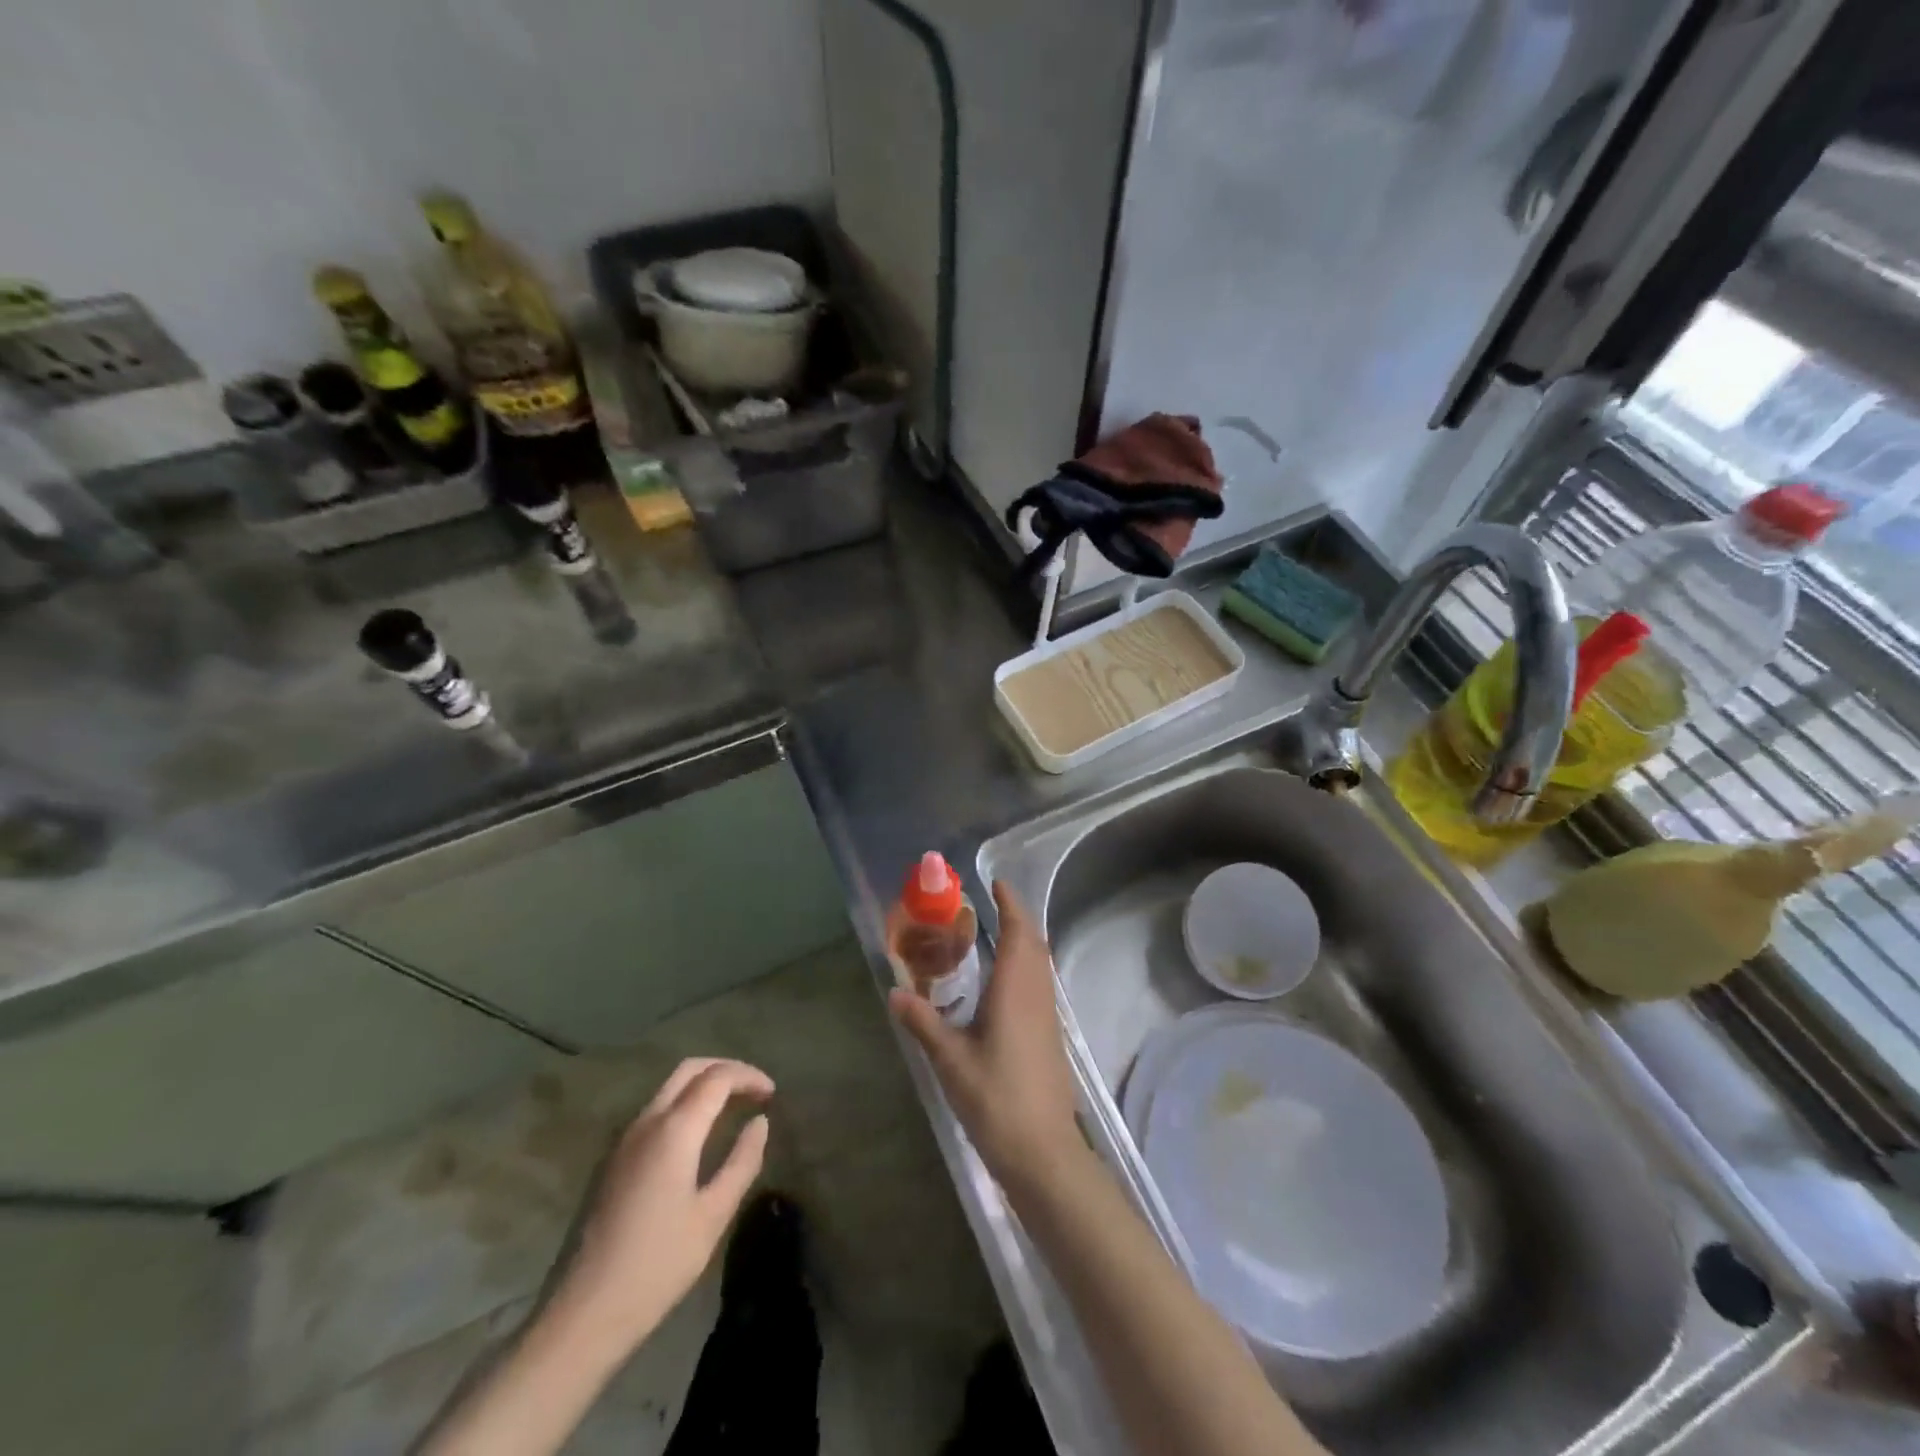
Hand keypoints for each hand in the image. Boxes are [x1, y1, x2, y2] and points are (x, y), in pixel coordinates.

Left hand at [554, 1058, 772, 1349]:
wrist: (580, 1315)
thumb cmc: (656, 1266)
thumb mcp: (713, 1216)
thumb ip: (742, 1162)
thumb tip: (760, 1122)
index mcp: (674, 1130)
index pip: (717, 1078)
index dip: (749, 1076)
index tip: (772, 1093)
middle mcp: (646, 1122)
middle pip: (689, 1070)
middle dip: (725, 1070)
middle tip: (753, 1090)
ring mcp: (622, 1140)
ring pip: (668, 1088)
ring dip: (702, 1085)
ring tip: (732, 1108)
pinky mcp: (610, 1160)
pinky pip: (653, 1111)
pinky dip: (683, 1105)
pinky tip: (697, 1135)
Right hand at [889, 880, 1081, 1191]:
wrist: (1043, 1150)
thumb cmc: (995, 1098)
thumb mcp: (950, 1060)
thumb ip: (923, 1023)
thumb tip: (895, 992)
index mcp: (1015, 989)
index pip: (1018, 932)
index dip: (1011, 904)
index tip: (997, 884)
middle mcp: (1036, 993)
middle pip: (1034, 942)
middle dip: (1017, 918)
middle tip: (991, 905)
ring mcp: (1048, 1015)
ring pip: (1040, 963)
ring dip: (1024, 941)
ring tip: (995, 935)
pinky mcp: (1050, 1035)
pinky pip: (1040, 983)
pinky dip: (1026, 965)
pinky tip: (1003, 983)